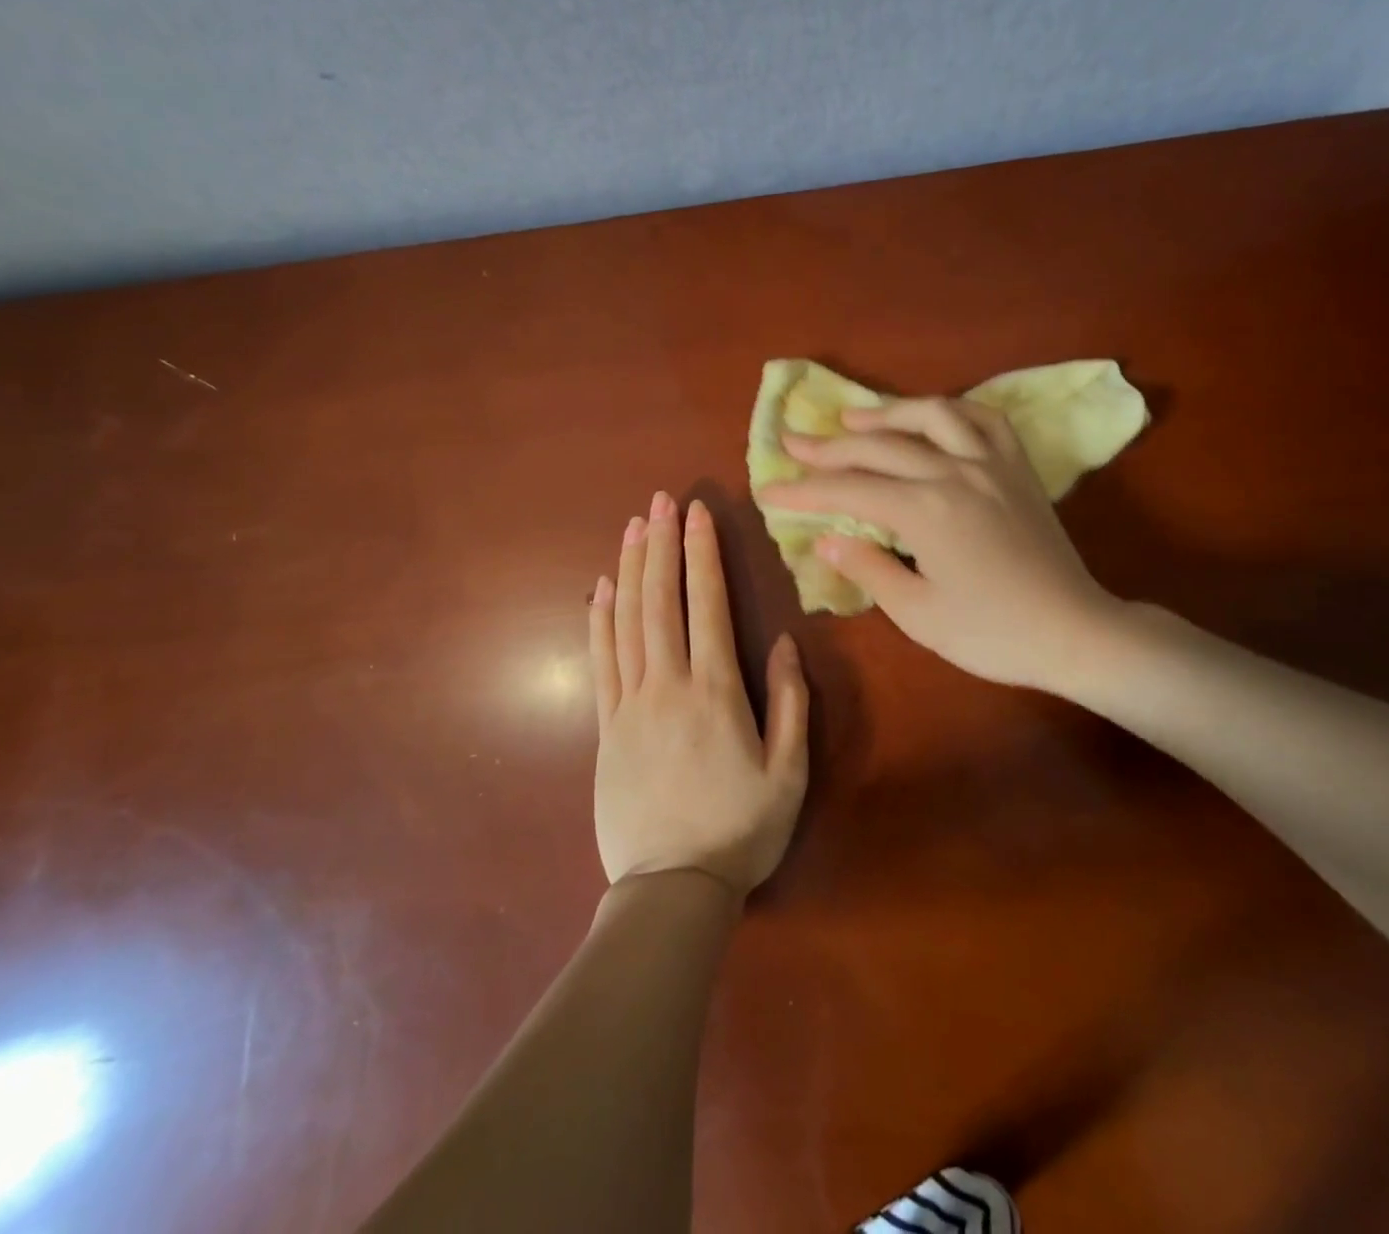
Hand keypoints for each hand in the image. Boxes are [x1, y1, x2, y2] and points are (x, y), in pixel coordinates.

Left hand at [589, 492, 810, 896]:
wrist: (671, 888)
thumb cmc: (740, 831)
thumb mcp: (788, 773)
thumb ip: (789, 703)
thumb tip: (783, 641)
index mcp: (715, 692)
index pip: (706, 605)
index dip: (701, 555)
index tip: (697, 513)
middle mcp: (667, 685)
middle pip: (660, 601)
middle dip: (661, 545)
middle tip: (659, 501)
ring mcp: (630, 703)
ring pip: (627, 621)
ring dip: (630, 569)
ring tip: (632, 527)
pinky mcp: (606, 726)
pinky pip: (600, 660)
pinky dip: (599, 619)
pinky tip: (601, 588)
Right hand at [757, 398, 1122, 693]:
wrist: (1074, 632)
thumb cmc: (992, 634)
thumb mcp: (919, 614)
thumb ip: (869, 569)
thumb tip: (825, 540)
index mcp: (925, 511)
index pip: (848, 491)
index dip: (802, 491)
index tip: (767, 490)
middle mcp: (954, 473)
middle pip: (879, 446)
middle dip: (829, 445)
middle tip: (792, 441)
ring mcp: (990, 464)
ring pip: (930, 416)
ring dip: (885, 413)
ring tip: (852, 415)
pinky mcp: (1017, 467)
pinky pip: (983, 419)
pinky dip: (950, 409)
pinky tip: (931, 415)